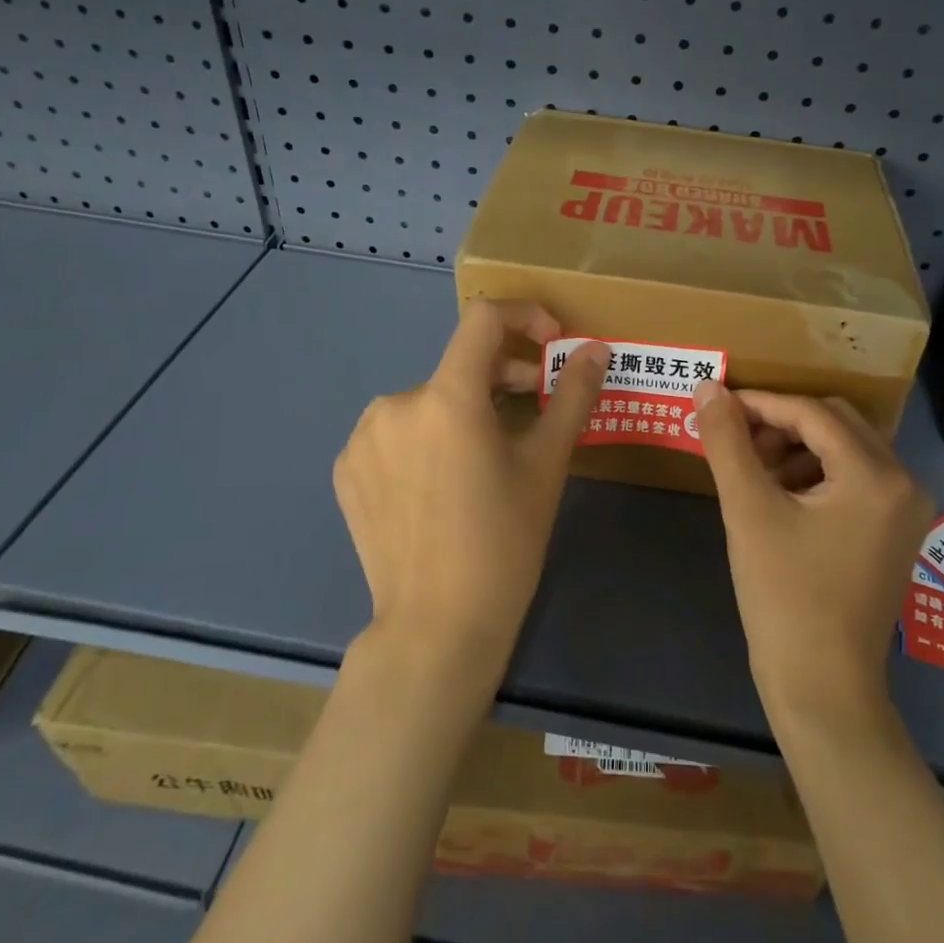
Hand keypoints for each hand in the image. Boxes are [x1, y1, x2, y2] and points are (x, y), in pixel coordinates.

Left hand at [332, 300, 608, 687]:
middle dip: (503, 375)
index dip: (524, 315)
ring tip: (488, 454)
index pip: (483, 319)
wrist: (436, 627)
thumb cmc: (503, 542)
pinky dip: (427, 439)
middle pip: (459, 366)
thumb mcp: (546, 464)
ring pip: (428, 401)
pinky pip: (396, 433)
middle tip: (535, 406)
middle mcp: (395, 403)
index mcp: (447, 397)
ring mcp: (363, 438)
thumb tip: (596, 350)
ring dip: (464, 409)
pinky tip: (443, 483)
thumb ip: (572, 395)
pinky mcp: (347, 469)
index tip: (551, 343)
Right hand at [692, 381, 932, 720]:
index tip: (716, 407)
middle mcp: (903, 482)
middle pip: (835, 423)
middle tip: (736, 442)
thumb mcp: (749, 511)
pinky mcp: (895, 532)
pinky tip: (780, 498)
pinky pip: (854, 478)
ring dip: (797, 447)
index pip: (811, 413)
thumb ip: (727, 442)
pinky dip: (815, 473)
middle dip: (781, 424)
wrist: (823, 689)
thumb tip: (708, 387)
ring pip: (844, 448)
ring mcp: (905, 510)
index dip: (760, 404)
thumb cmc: (785, 597)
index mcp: (877, 474)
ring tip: (752, 473)